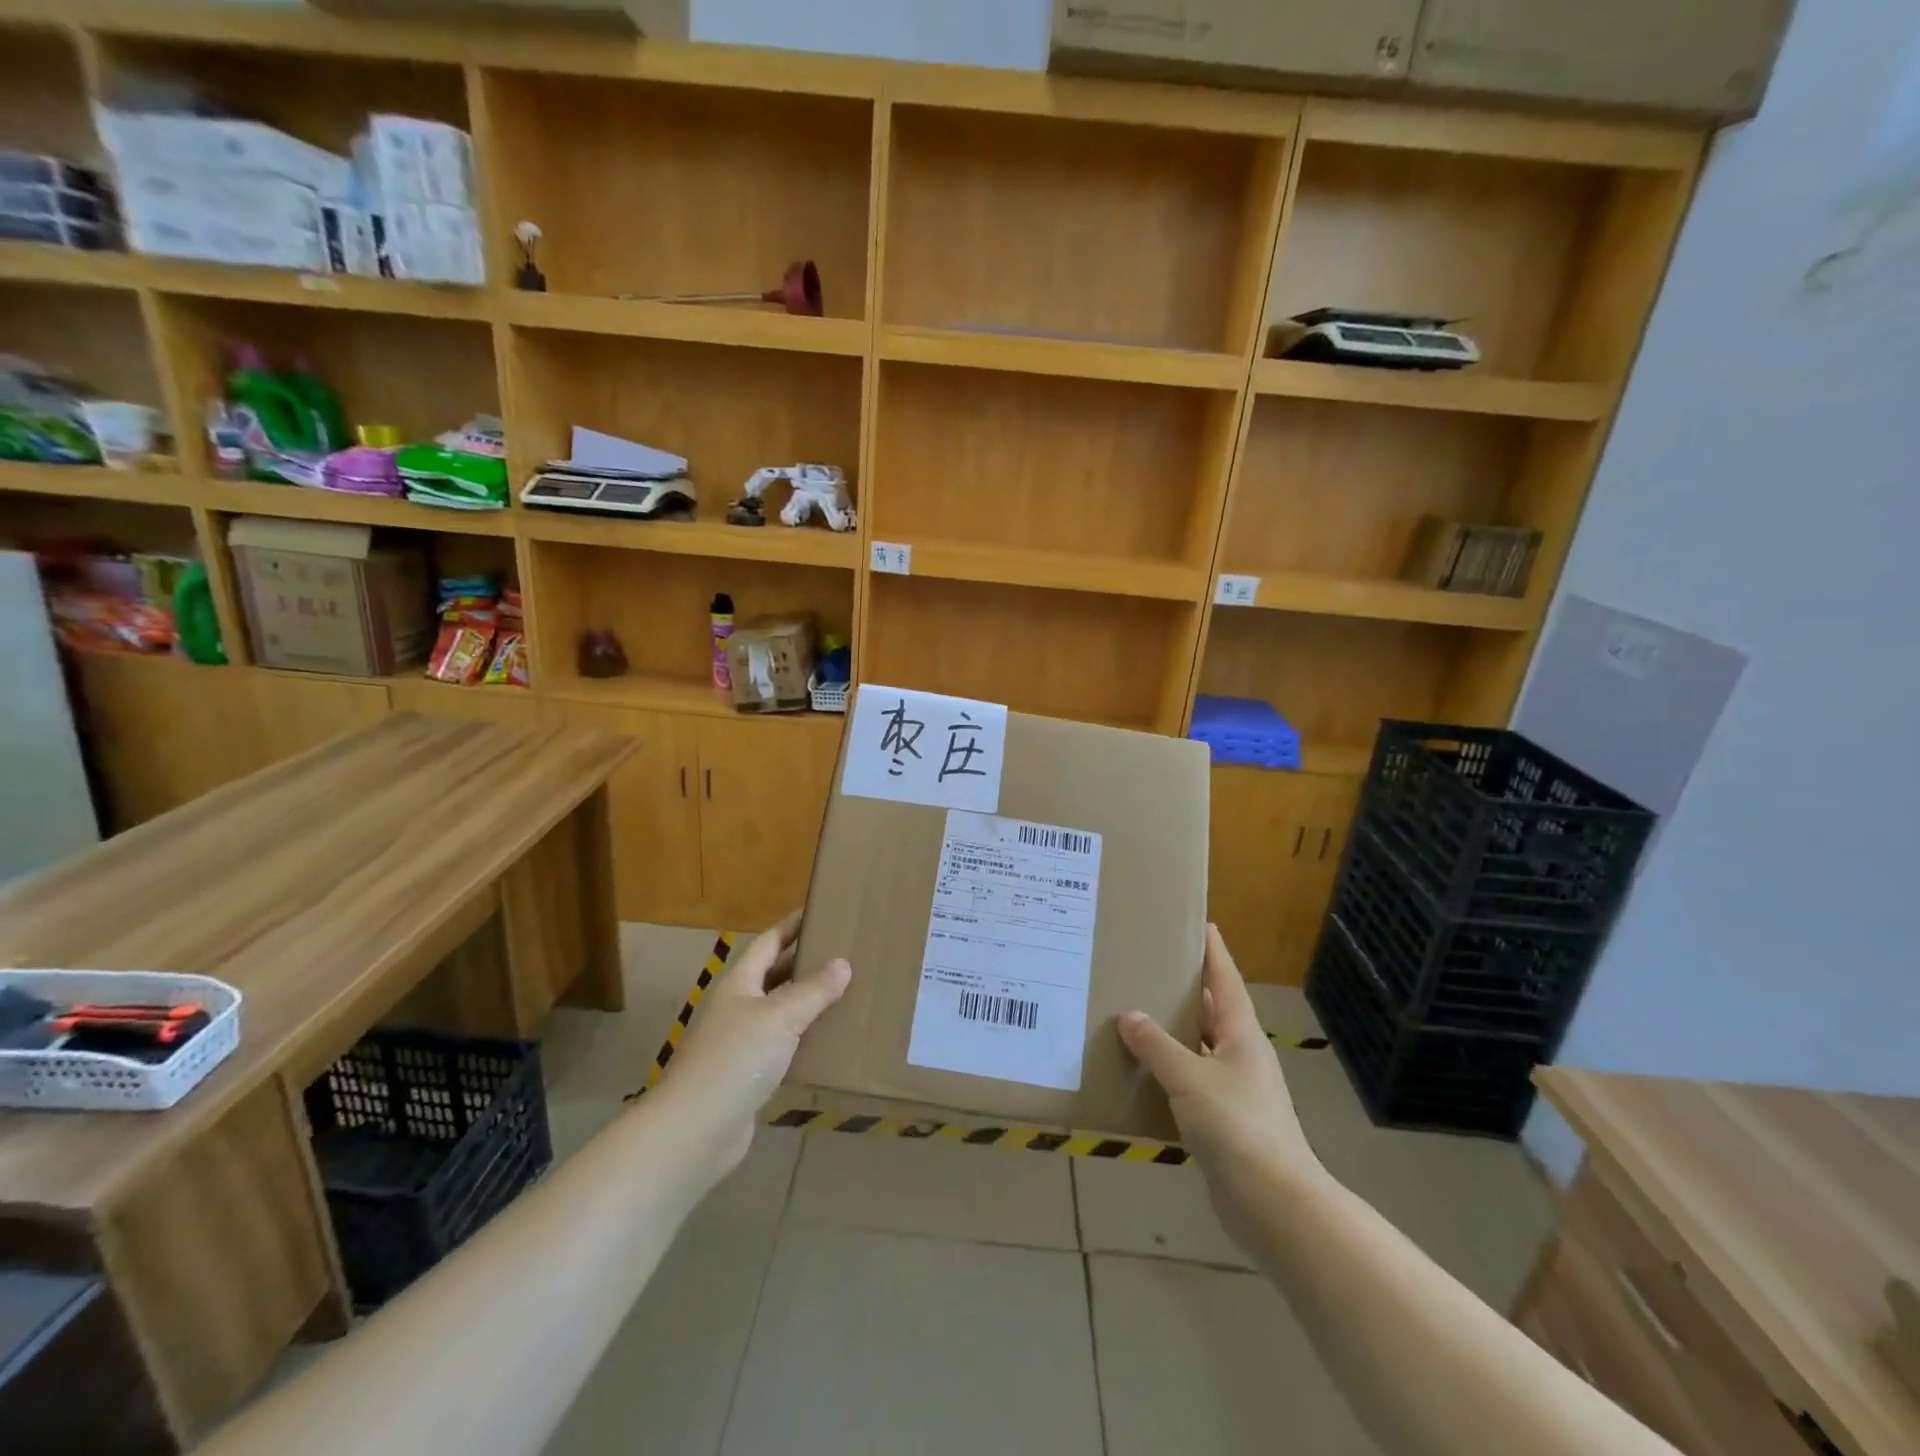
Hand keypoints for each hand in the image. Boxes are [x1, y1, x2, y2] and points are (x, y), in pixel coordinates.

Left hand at [653, 911, 850, 1173]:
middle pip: (773, 975)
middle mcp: (737, 1007)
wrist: (696, 1130)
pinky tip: (829, 1040)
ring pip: (779, 1012)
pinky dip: (804, 1039)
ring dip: (807, 1001)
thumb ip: (813, 990)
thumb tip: (843, 963)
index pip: (768, 942)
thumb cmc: (736, 1059)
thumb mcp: (781, 1017)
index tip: (819, 911)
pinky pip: (782, 1046)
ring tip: (845, 991)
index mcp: (739, 983)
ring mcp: (740, 1043)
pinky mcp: (748, 1076)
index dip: (792, 926)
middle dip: (803, 961)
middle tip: (843, 950)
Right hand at [1118, 925, 1324, 1252]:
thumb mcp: (1190, 1079)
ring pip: (1199, 1049)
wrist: (1274, 1204)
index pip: (1226, 980)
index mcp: (1242, 1035)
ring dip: (1172, 1035)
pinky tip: (1140, 1073)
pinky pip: (1190, 1085)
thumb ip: (1157, 1046)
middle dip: (1184, 990)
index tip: (1199, 923)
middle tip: (1149, 966)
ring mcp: (1235, 1091)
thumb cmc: (1237, 1127)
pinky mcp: (1223, 1123)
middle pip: (1212, 1011)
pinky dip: (1168, 1074)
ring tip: (1134, 1014)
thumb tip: (1129, 1016)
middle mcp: (1241, 1056)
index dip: (1213, 951)